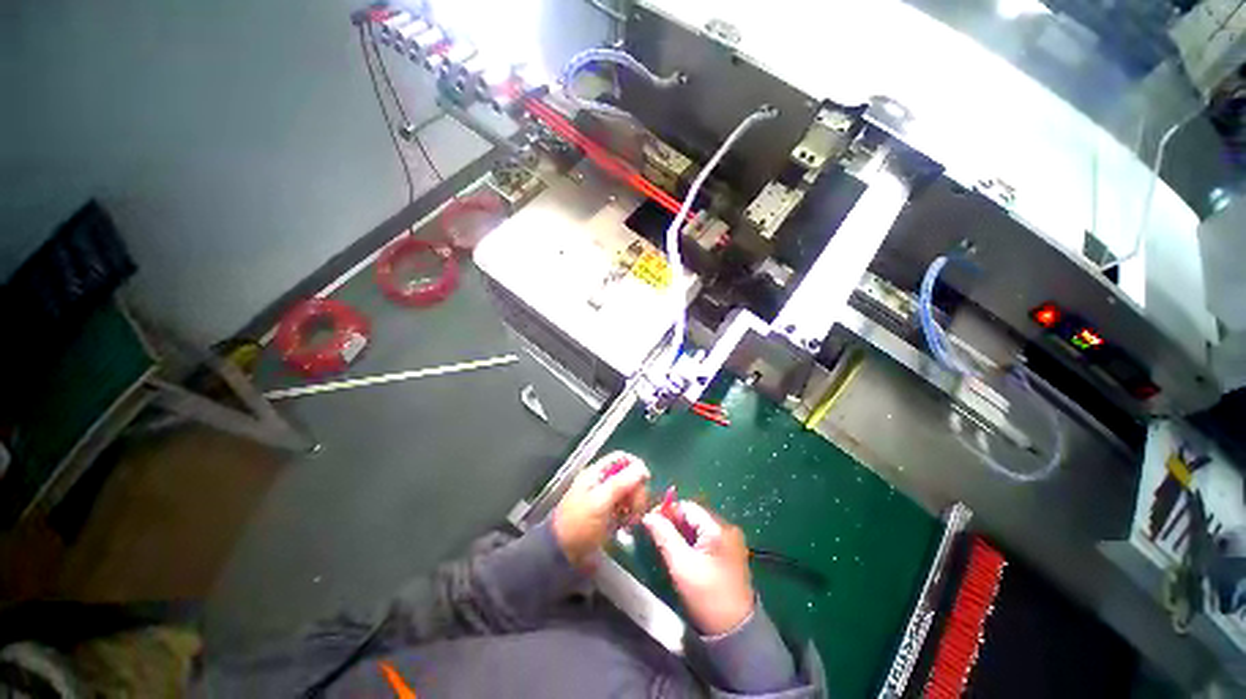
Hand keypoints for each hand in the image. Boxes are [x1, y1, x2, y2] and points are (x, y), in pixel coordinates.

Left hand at [552, 451, 649, 566]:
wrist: (562, 553)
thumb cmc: (579, 525)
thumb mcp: (599, 503)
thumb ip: (620, 484)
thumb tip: (642, 468)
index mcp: (597, 473)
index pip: (622, 458)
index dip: (635, 467)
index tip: (645, 482)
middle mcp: (602, 481)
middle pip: (629, 475)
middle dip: (636, 490)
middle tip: (636, 508)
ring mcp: (605, 497)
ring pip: (630, 492)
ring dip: (635, 503)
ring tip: (631, 520)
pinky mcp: (609, 513)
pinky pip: (626, 506)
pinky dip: (630, 514)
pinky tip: (627, 525)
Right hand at [643, 501, 755, 636]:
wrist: (735, 632)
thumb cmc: (706, 596)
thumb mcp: (680, 565)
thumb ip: (664, 535)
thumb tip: (648, 514)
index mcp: (718, 528)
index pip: (688, 506)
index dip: (668, 511)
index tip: (651, 522)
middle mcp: (728, 527)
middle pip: (695, 514)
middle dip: (675, 521)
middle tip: (657, 534)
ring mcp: (732, 540)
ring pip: (700, 525)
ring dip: (683, 531)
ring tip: (668, 544)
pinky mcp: (732, 552)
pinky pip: (708, 536)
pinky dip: (694, 540)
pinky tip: (684, 553)